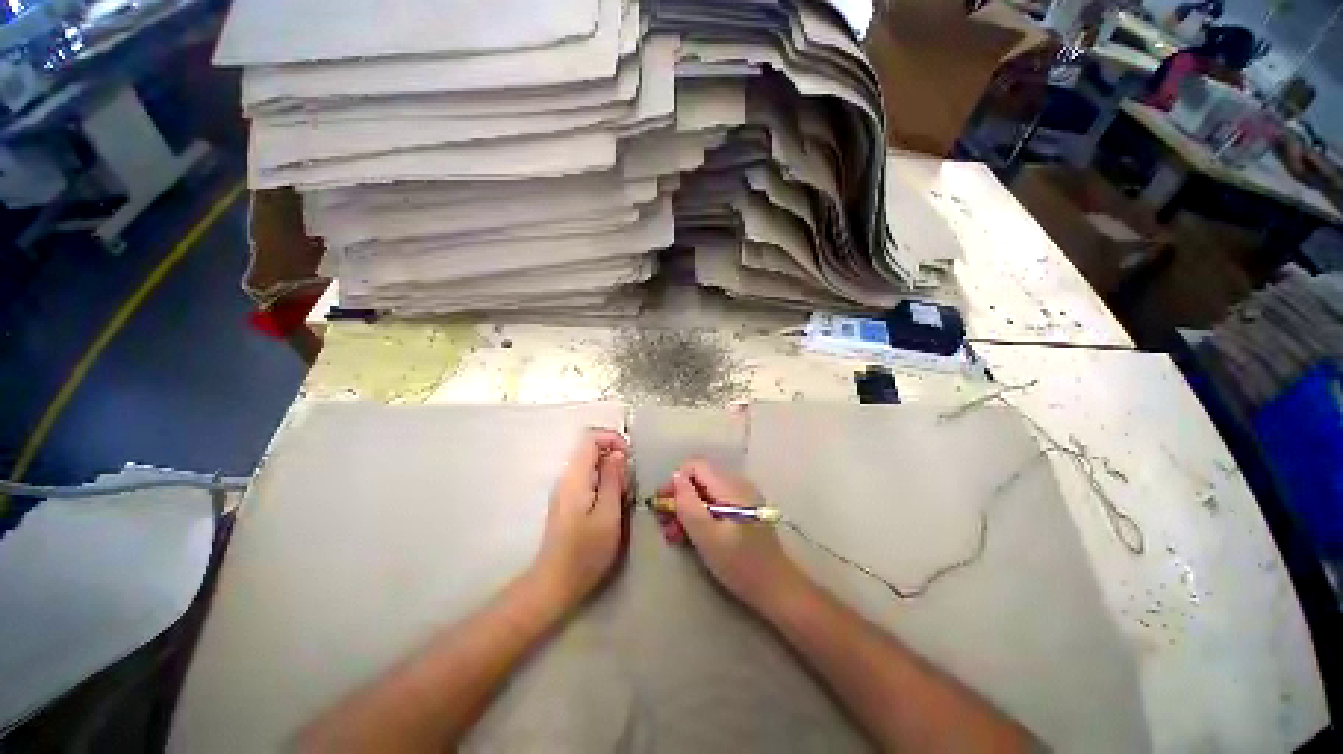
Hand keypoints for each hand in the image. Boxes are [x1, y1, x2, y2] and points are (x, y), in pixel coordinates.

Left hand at [531, 428, 630, 606]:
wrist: (555, 583)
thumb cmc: (585, 551)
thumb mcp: (608, 514)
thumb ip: (613, 479)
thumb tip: (618, 453)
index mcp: (575, 476)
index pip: (590, 438)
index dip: (613, 439)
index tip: (630, 457)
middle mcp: (567, 477)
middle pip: (592, 451)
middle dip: (615, 460)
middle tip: (628, 486)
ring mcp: (566, 490)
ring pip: (592, 466)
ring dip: (612, 475)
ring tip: (623, 499)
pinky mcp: (568, 502)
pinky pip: (589, 481)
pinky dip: (605, 486)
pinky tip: (612, 507)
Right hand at [657, 460, 806, 609]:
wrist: (776, 587)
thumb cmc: (739, 563)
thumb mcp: (706, 535)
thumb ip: (688, 503)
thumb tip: (676, 477)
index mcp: (730, 487)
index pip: (695, 466)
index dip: (675, 481)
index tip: (662, 504)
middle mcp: (737, 485)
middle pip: (700, 479)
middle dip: (679, 498)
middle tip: (664, 523)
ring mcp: (742, 497)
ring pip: (706, 493)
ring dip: (687, 510)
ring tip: (673, 534)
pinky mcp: (743, 511)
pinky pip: (716, 503)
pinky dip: (701, 515)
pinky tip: (690, 535)